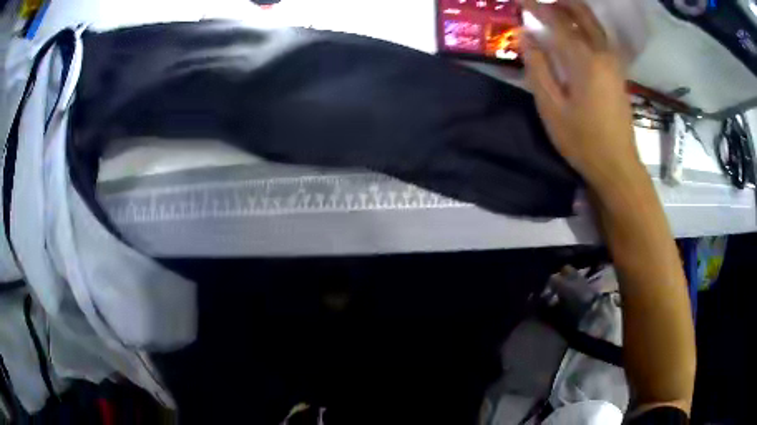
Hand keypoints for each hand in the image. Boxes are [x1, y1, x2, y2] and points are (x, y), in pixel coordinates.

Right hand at [523, 0, 643, 193]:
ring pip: (595, 25)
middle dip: (562, 3)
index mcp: (585, 61)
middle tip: (542, 2)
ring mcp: (614, 64)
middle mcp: (603, 55)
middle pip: (583, 16)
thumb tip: (526, 37)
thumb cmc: (582, 141)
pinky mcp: (618, 74)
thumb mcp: (551, 108)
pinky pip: (601, 39)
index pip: (557, 23)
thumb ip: (538, 68)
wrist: (617, 166)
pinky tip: (577, 29)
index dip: (537, 7)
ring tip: (557, 8)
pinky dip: (587, 26)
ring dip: (576, 12)